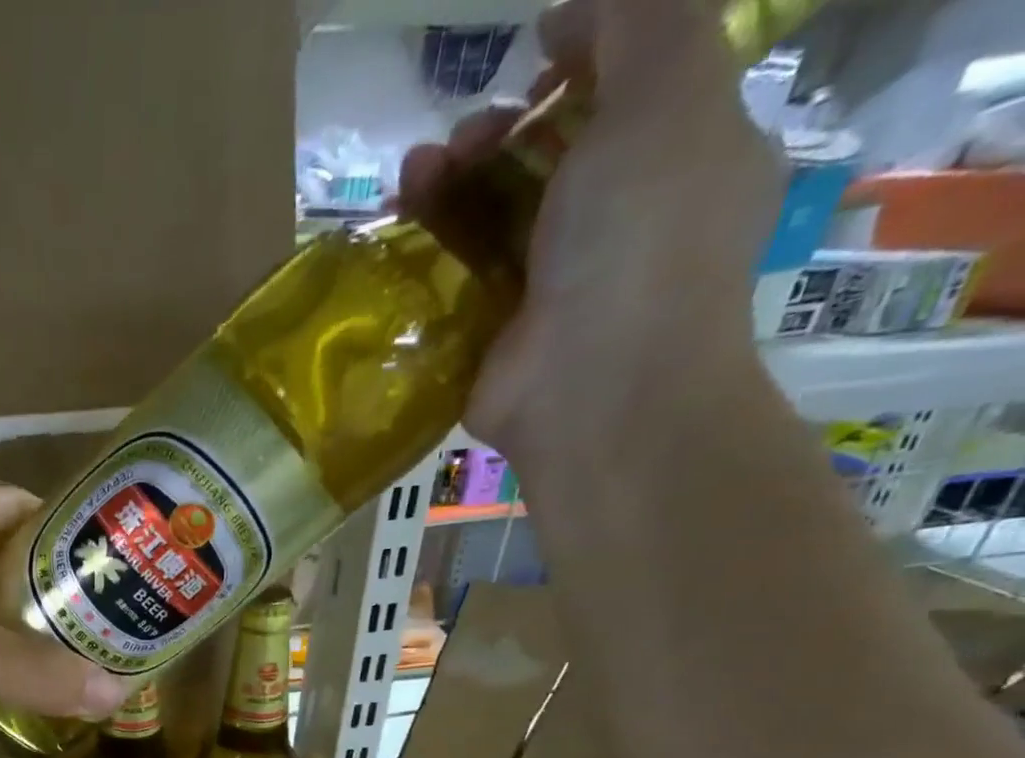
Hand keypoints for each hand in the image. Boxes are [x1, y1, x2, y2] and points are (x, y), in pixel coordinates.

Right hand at [399, 0, 780, 458]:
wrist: (593, 391)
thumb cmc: (642, 241)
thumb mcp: (671, 93)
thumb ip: (646, 19)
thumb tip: (583, 4)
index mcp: (681, 155)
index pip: (630, 85)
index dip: (582, 52)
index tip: (534, 47)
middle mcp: (617, 217)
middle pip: (549, 150)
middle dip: (502, 124)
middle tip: (471, 134)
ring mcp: (549, 280)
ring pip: (494, 209)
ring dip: (453, 177)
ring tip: (417, 174)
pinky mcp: (492, 329)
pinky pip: (458, 270)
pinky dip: (430, 239)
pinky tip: (405, 218)